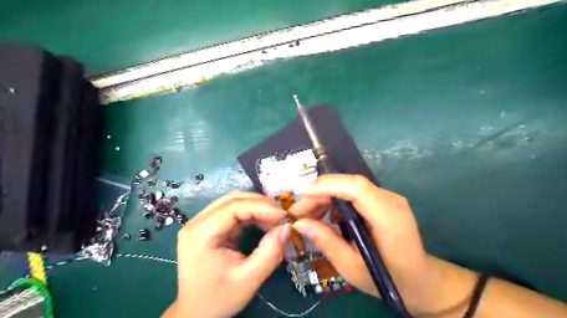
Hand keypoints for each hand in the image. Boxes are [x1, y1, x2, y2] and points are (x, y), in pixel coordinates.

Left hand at [163, 192, 288, 316]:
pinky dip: (252, 214)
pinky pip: (234, 211)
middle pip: (233, 199)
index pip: (233, 206)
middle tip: (281, 217)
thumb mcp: (248, 280)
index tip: (283, 215)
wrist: (196, 313)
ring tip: (275, 221)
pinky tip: (263, 223)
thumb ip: (270, 253)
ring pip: (234, 202)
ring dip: (257, 208)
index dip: (261, 206)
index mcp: (200, 233)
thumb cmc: (218, 299)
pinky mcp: (210, 226)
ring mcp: (202, 222)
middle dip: (261, 204)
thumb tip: (287, 227)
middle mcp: (197, 221)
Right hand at [292, 176, 441, 314]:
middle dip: (320, 193)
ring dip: (325, 196)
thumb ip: (326, 242)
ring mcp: (387, 198)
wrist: (420, 280)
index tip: (301, 193)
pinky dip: (334, 201)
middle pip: (350, 184)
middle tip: (298, 211)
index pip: (356, 188)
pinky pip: (353, 194)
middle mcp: (390, 200)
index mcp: (389, 218)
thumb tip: (299, 223)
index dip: (327, 186)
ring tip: (307, 215)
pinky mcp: (382, 201)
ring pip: (349, 187)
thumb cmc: (388, 280)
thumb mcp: (352, 267)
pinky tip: (323, 215)